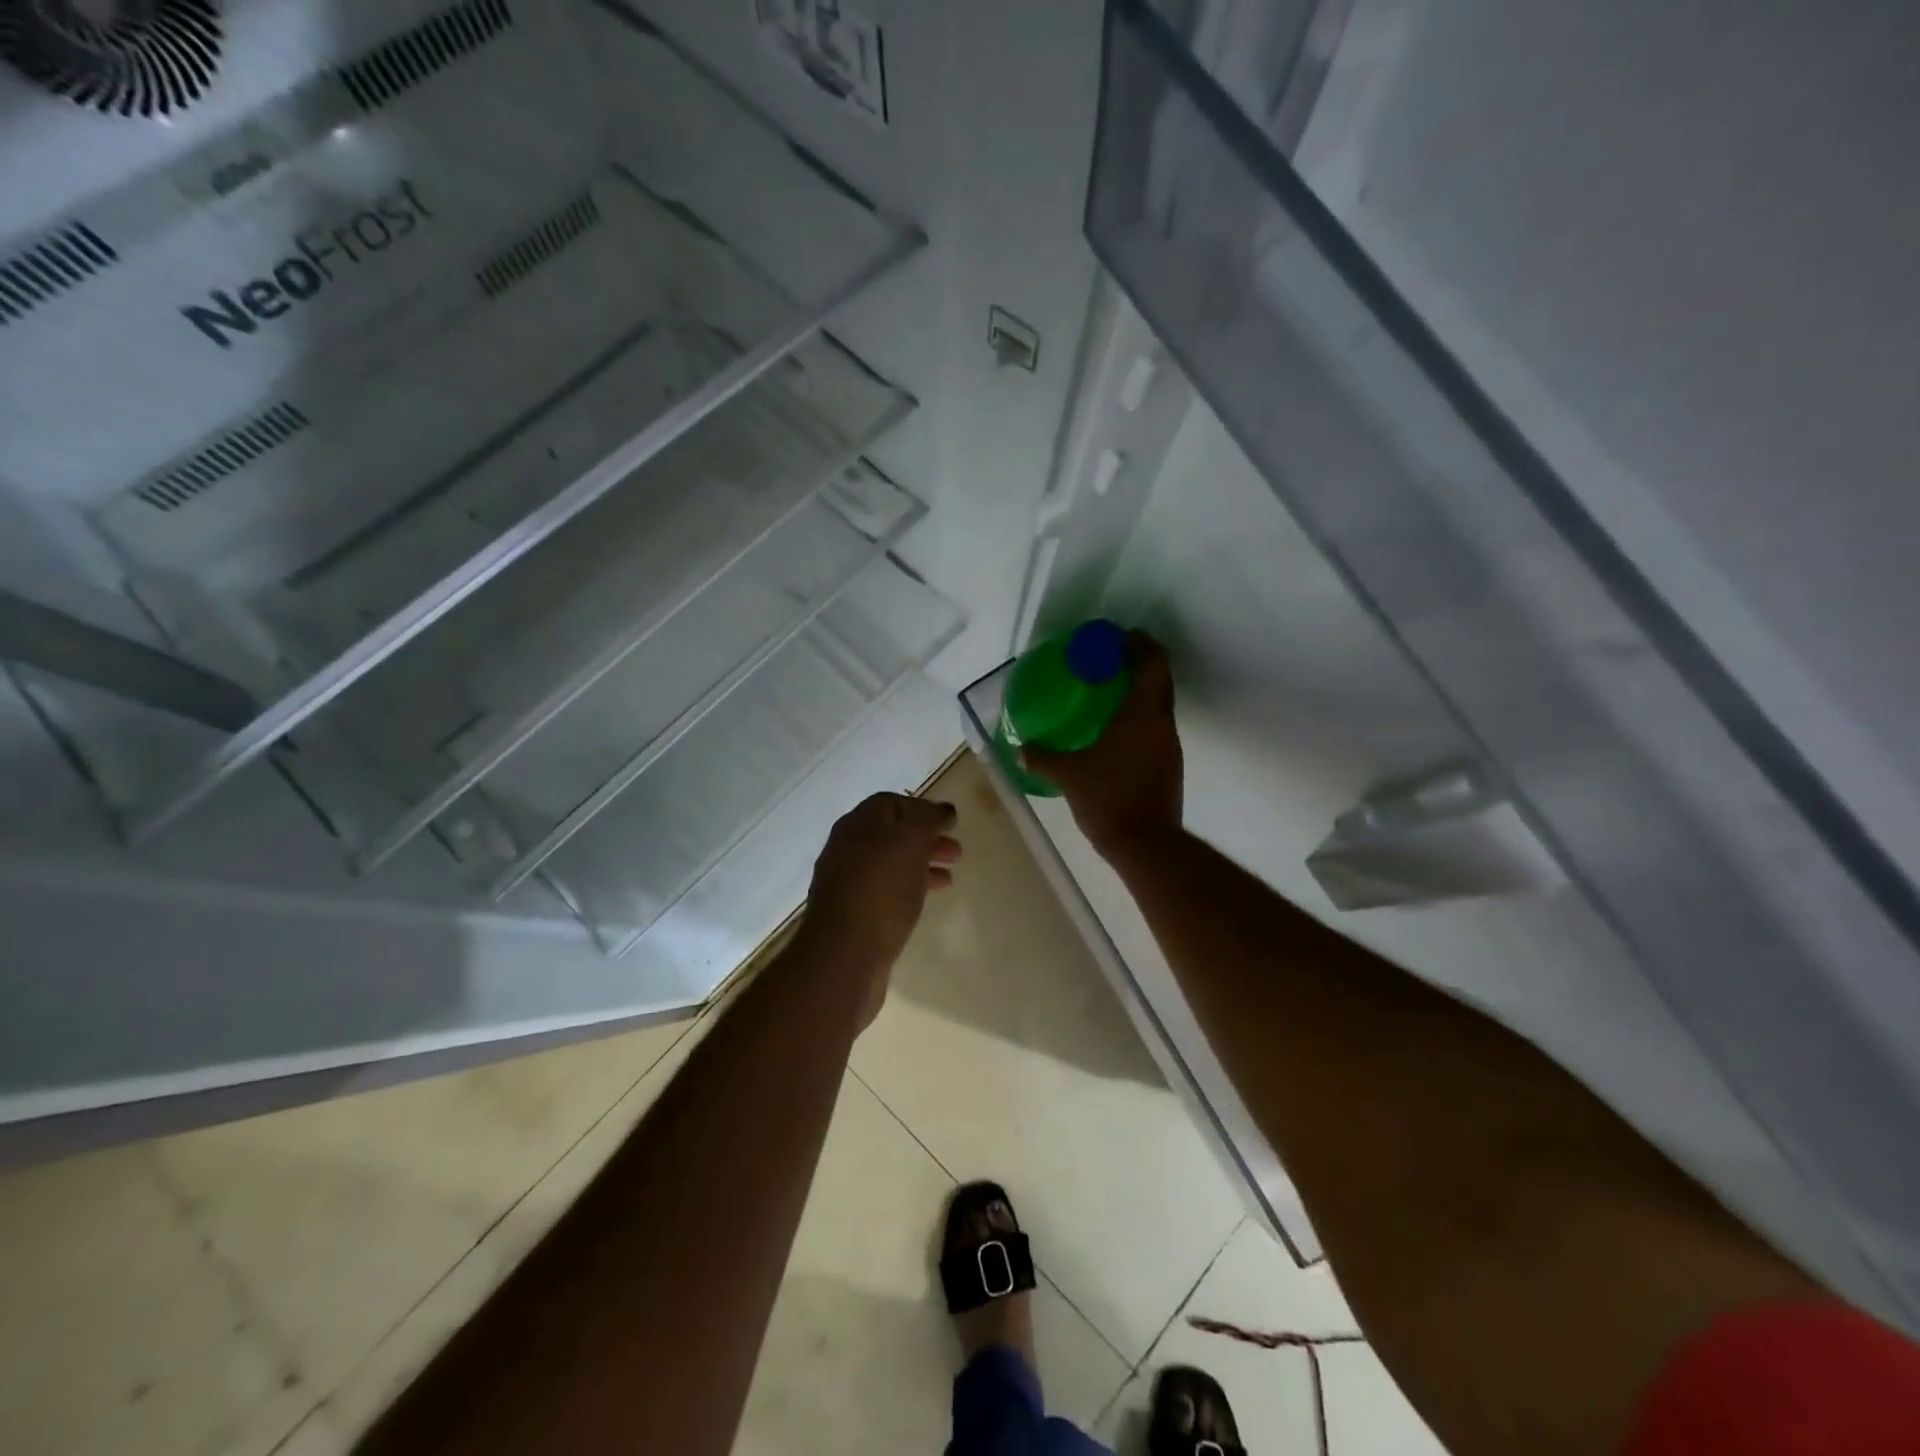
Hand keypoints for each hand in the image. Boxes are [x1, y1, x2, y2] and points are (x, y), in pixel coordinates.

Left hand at [803, 793, 961, 1019]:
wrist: (844, 955)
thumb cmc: (880, 890)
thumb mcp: (909, 843)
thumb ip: (928, 821)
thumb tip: (943, 810)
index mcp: (857, 825)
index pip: (890, 803)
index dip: (922, 808)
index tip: (951, 822)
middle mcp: (848, 849)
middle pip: (891, 834)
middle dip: (926, 838)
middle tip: (957, 851)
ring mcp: (848, 883)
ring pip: (891, 863)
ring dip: (922, 864)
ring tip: (950, 876)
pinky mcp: (854, 914)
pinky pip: (887, 891)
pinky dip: (910, 888)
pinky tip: (927, 900)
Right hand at [1023, 631, 1182, 861]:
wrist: (1146, 845)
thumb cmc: (1108, 799)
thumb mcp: (1068, 776)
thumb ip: (1042, 757)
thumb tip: (1020, 747)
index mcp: (1142, 714)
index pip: (1153, 660)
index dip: (1138, 642)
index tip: (1115, 637)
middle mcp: (1162, 723)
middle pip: (1160, 676)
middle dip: (1137, 661)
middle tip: (1105, 660)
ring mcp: (1169, 745)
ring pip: (1159, 702)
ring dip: (1138, 690)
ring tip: (1105, 693)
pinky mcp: (1169, 765)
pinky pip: (1155, 725)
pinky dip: (1138, 716)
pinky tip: (1112, 730)